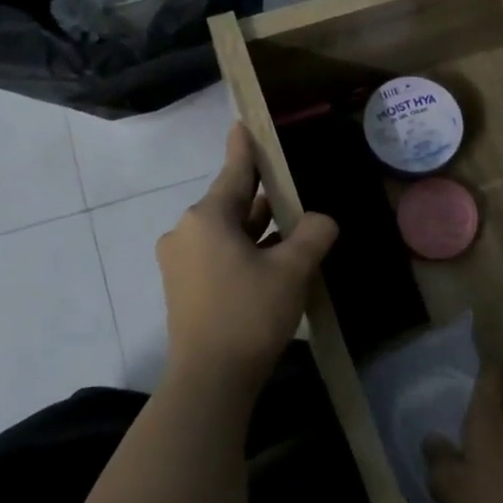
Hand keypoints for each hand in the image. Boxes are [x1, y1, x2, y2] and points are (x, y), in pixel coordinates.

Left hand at [158, 124, 337, 398]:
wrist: (210, 380)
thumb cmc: (249, 314)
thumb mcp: (292, 269)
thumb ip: (313, 234)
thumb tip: (321, 222)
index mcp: (207, 217)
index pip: (235, 171)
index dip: (246, 147)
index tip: (244, 122)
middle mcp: (186, 232)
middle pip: (232, 203)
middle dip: (264, 198)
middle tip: (293, 187)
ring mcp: (181, 261)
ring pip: (227, 232)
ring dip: (258, 229)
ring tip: (293, 224)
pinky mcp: (184, 287)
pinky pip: (219, 255)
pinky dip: (245, 251)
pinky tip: (273, 259)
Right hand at [423, 369, 502, 502]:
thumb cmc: (488, 500)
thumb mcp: (447, 484)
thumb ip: (437, 457)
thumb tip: (432, 438)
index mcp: (489, 414)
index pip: (492, 374)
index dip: (485, 370)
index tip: (474, 375)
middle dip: (502, 388)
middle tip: (485, 400)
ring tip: (496, 428)